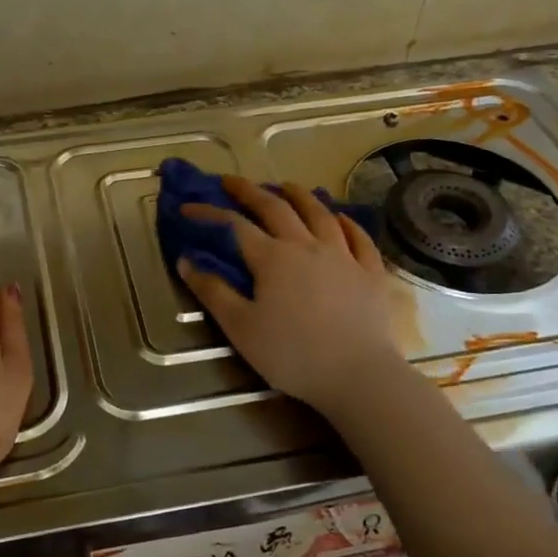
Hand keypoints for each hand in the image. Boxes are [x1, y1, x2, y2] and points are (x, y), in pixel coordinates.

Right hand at [177, 178, 407, 412]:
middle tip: (232, 181)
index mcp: (272, 258)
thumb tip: (186, 261)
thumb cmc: (292, 354)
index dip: (209, 214)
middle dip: (250, 191)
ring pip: (320, 215)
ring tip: (287, 186)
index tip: (188, 208)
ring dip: (300, 196)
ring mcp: (344, 256)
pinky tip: (341, 218)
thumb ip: (212, 292)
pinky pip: (359, 239)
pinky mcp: (371, 273)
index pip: (234, 226)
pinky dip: (347, 223)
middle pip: (276, 208)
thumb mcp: (241, 328)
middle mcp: (307, 246)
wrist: (358, 375)